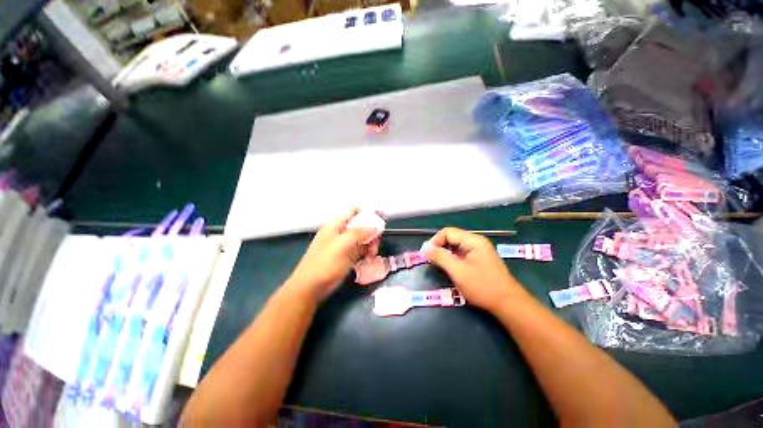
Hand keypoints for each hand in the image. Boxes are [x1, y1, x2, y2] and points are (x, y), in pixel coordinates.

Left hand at [287, 209, 379, 300]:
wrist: (311, 287)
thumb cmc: (326, 263)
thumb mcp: (343, 244)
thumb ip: (360, 232)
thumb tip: (375, 227)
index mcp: (336, 225)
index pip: (354, 211)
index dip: (367, 213)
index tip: (380, 222)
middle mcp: (340, 232)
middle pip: (360, 226)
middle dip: (371, 232)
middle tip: (376, 244)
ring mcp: (343, 245)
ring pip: (361, 239)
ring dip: (370, 244)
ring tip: (372, 254)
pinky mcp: (345, 257)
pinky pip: (359, 250)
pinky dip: (366, 253)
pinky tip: (369, 259)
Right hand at [422, 227, 524, 313]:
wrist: (509, 304)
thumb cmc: (483, 287)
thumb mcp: (458, 271)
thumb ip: (440, 257)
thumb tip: (424, 248)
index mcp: (473, 240)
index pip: (447, 232)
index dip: (435, 241)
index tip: (426, 255)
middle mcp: (476, 242)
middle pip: (451, 237)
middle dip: (439, 247)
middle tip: (430, 261)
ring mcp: (478, 251)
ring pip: (455, 246)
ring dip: (444, 254)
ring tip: (438, 266)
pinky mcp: (478, 259)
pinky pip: (460, 254)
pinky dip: (452, 259)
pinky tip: (449, 269)